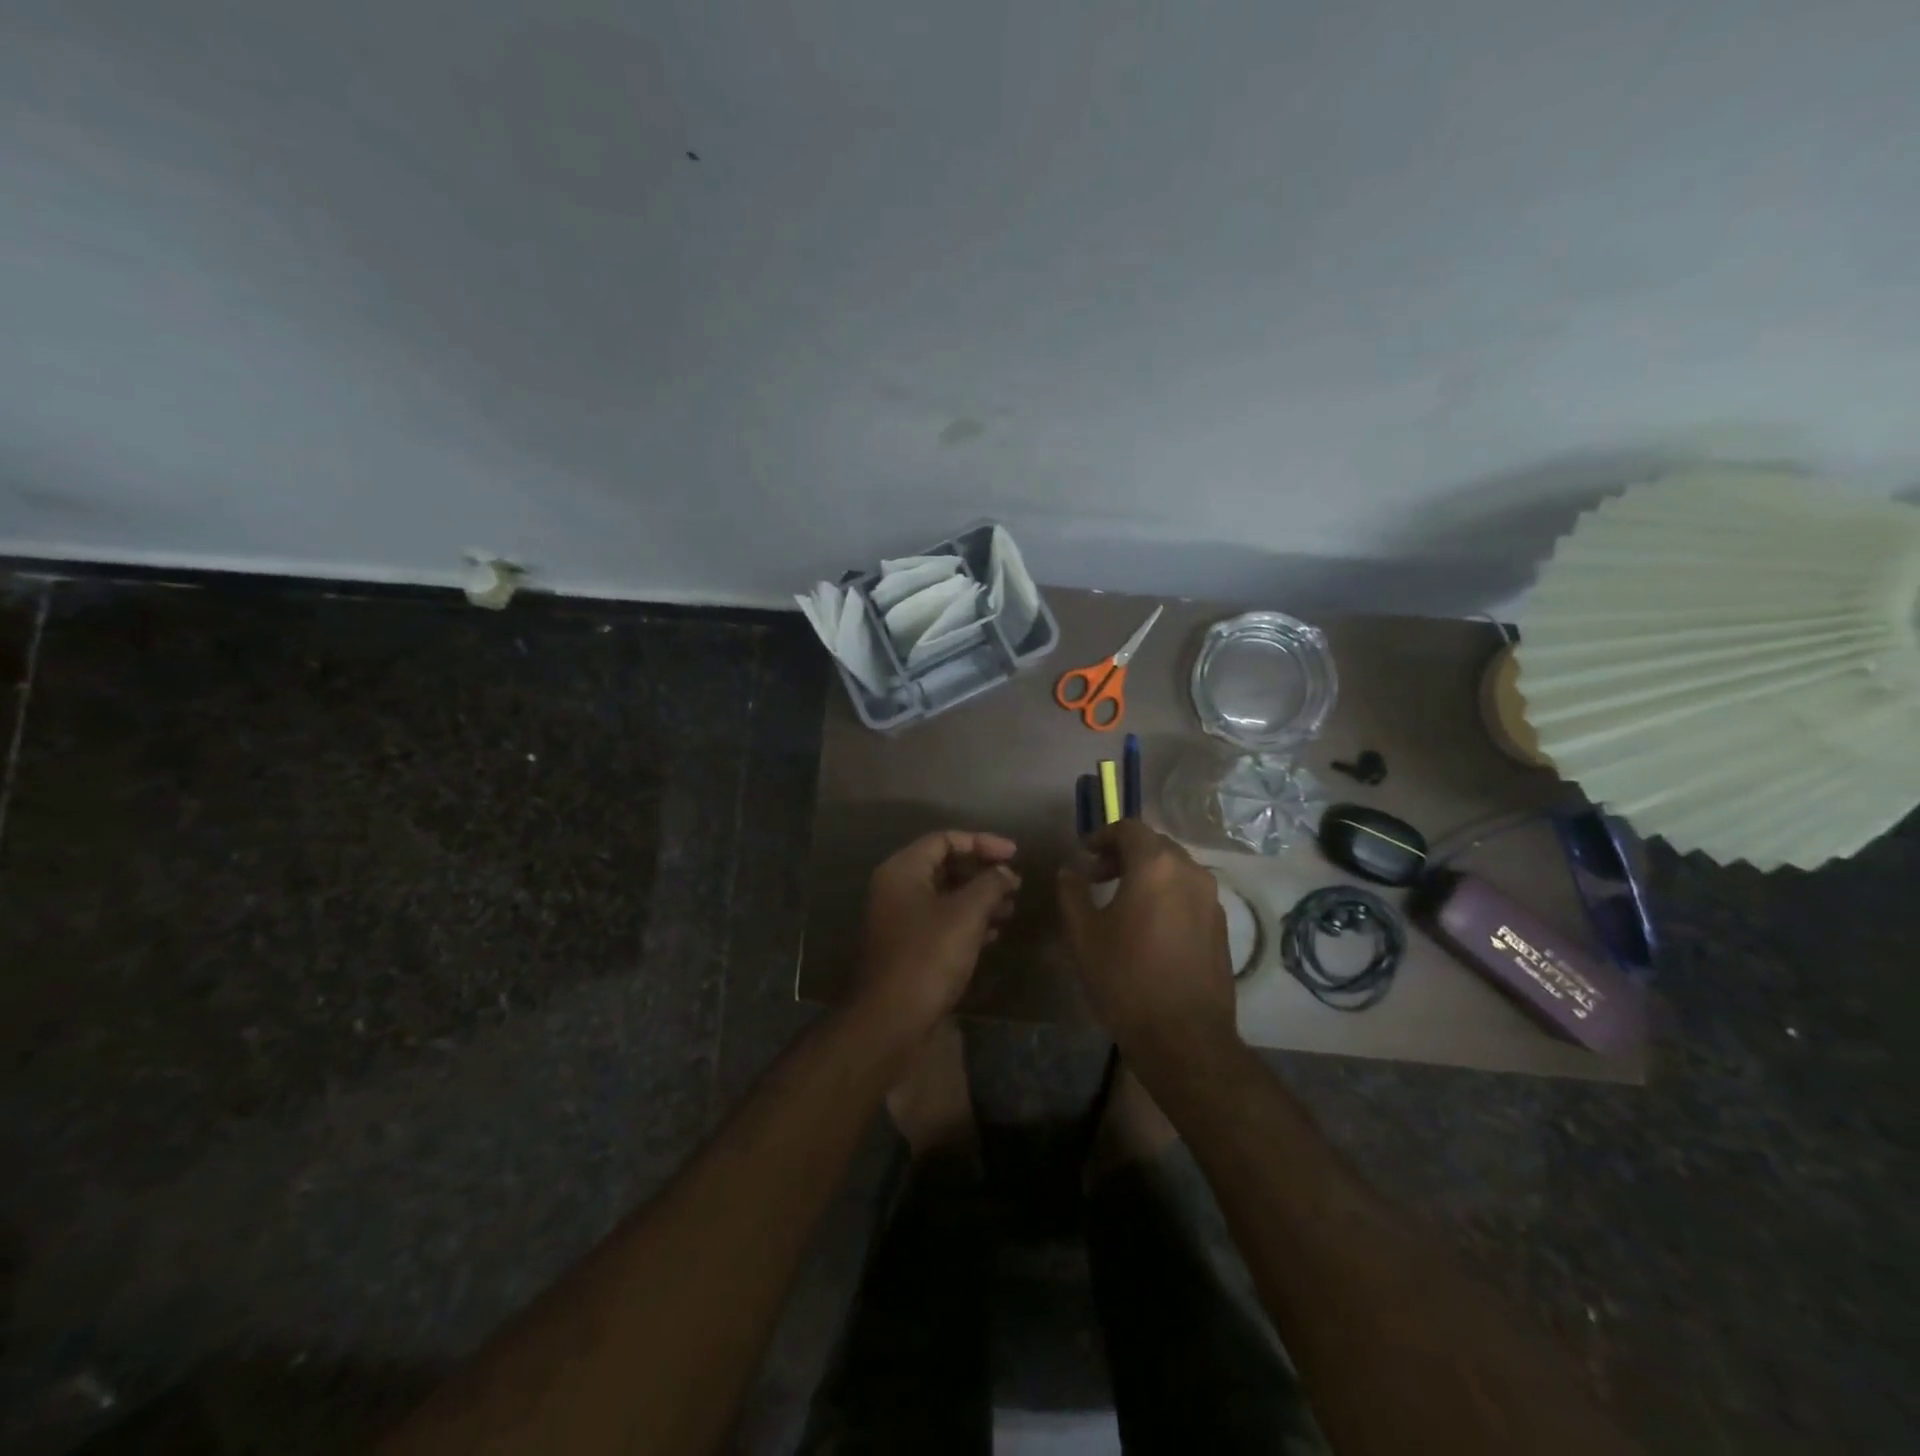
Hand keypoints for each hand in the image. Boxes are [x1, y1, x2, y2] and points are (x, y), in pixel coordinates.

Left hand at [853, 830, 1019, 1042]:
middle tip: (1015, 883)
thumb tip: (1004, 872)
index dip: (982, 842)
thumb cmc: (928, 956)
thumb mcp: (966, 914)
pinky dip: (968, 921)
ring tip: (1011, 909)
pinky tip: (993, 934)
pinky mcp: (908, 946)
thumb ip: (990, 884)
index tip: (1015, 855)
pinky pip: (942, 921)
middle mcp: (897, 888)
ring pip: (946, 895)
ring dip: (979, 898)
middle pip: (945, 865)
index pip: (945, 839)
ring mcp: (900, 919)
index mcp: (903, 870)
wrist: (892, 1020)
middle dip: (982, 872)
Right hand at [1057, 820, 1238, 1062]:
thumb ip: (1072, 893)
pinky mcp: (1221, 925)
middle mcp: (1190, 872)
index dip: (1103, 836)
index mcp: (1156, 866)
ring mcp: (1211, 899)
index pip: (1129, 829)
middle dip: (1124, 853)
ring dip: (1147, 873)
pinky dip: (1166, 894)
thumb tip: (1069, 871)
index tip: (1083, 855)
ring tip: (1121, 900)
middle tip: (1097, 876)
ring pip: (1175, 869)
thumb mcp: (1084, 935)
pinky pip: (1189, 893)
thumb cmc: (1126, 979)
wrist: (1184, 1037)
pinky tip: (1148, 924)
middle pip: (1155, 845)